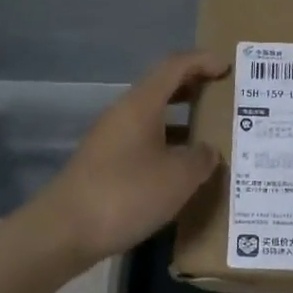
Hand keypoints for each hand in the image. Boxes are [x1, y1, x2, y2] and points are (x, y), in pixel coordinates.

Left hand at [32, 51, 227, 265]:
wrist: (64, 231)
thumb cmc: (126, 194)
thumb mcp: (178, 177)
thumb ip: (202, 158)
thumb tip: (207, 151)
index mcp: (141, 105)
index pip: (174, 67)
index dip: (202, 61)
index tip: (227, 67)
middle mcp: (123, 115)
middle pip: (162, 90)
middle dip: (194, 90)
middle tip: (224, 100)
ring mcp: (111, 141)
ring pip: (153, 120)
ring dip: (182, 123)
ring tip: (212, 138)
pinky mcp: (105, 166)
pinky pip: (144, 144)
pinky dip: (167, 147)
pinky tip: (183, 172)